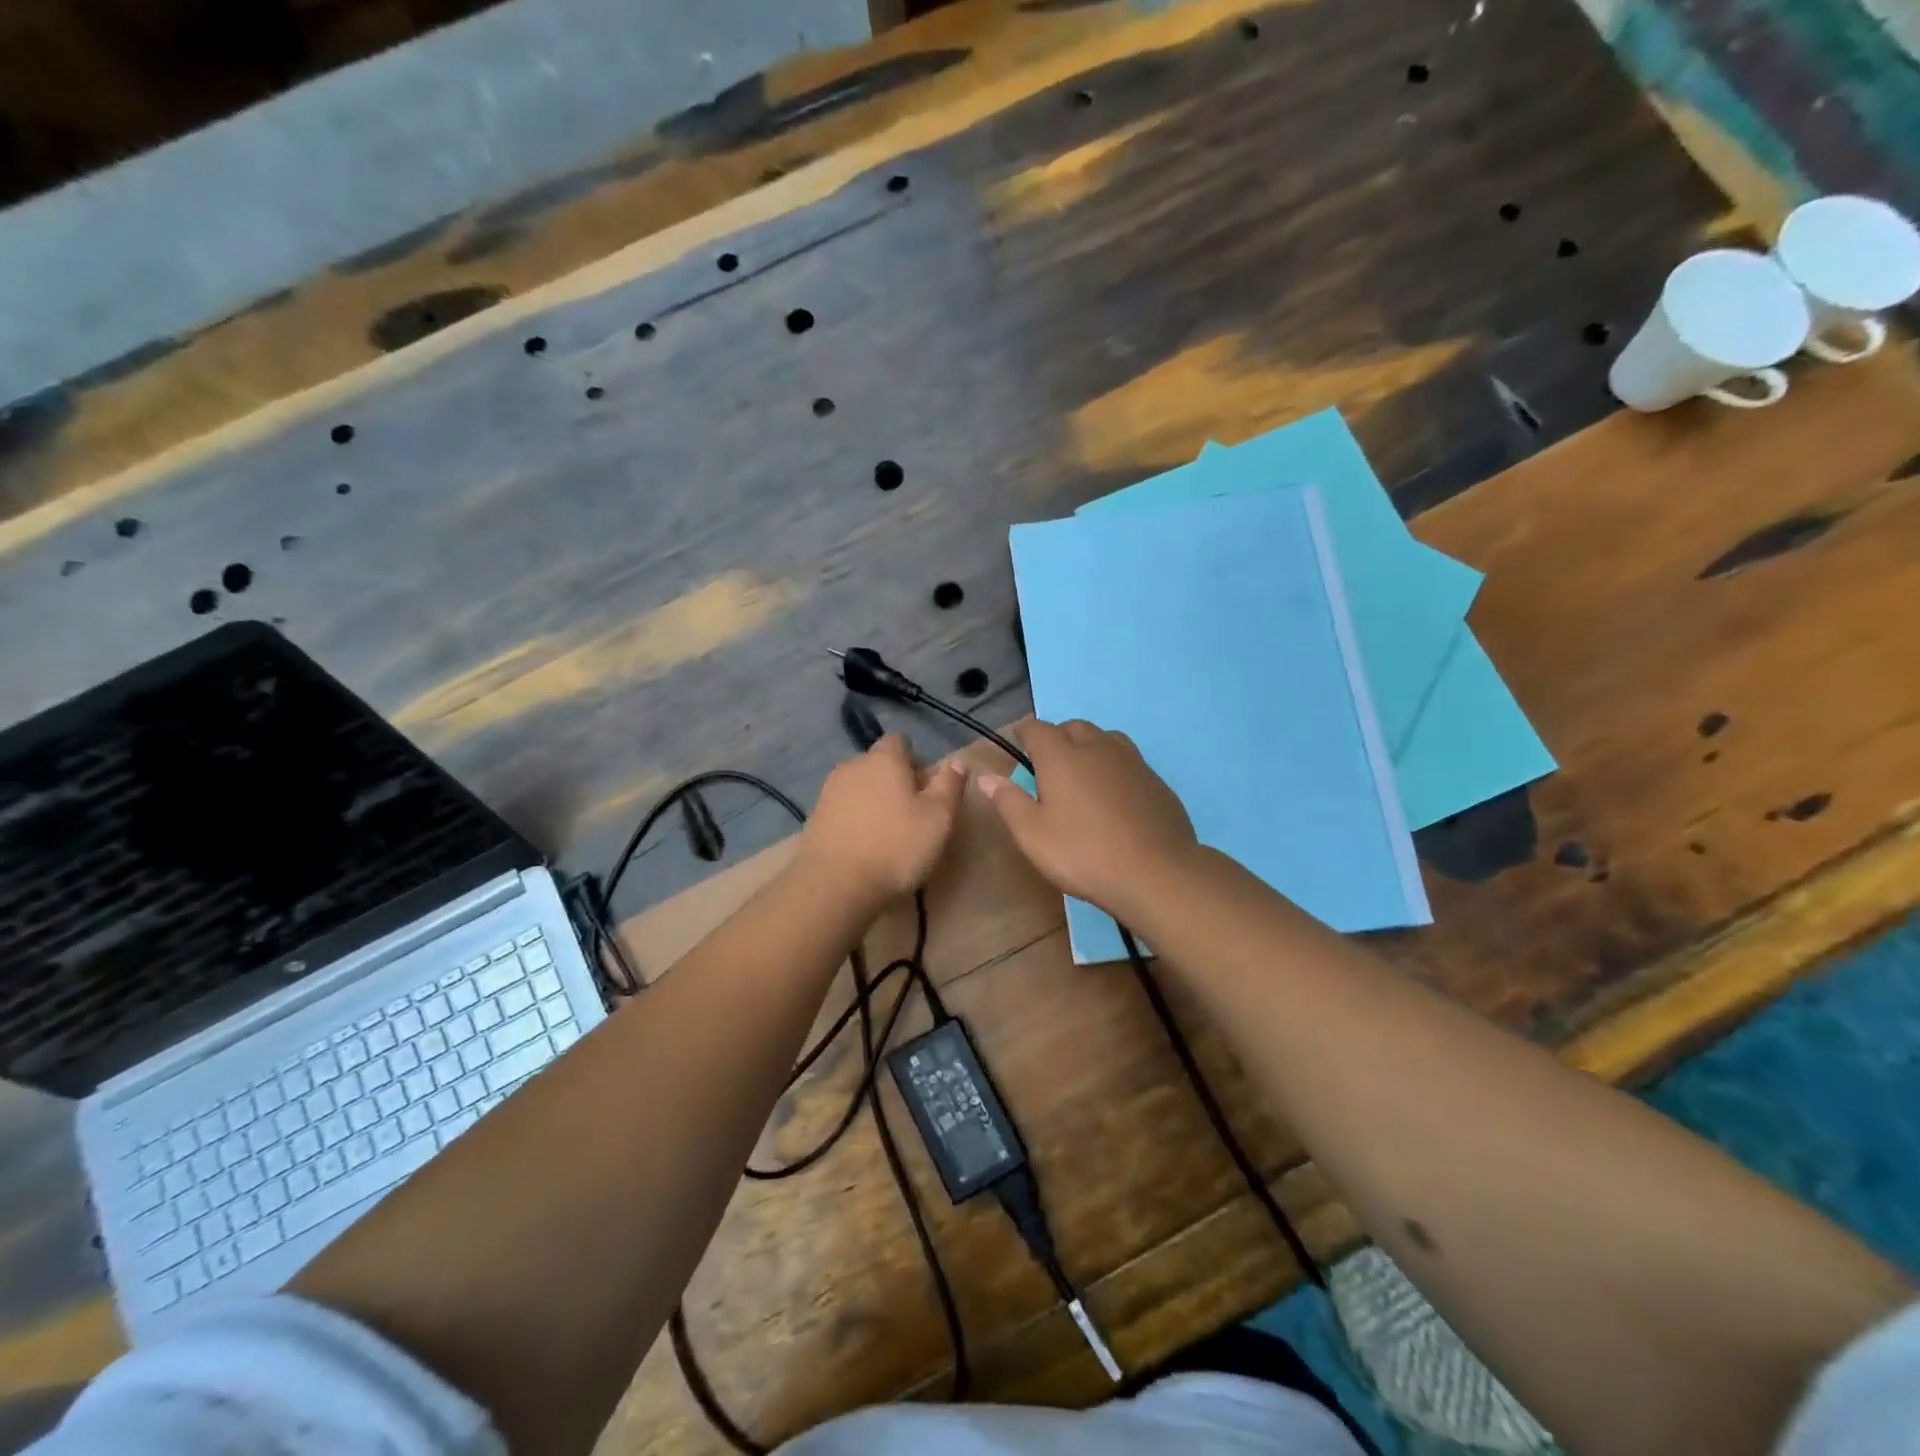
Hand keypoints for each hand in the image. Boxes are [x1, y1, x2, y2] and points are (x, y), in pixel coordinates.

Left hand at [801, 735, 967, 905]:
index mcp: (884, 759)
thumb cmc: (896, 846)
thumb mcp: (938, 818)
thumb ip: (949, 785)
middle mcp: (852, 766)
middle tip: (911, 812)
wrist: (835, 885)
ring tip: (887, 831)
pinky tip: (864, 845)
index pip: (899, 741)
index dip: (915, 760)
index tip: (925, 787)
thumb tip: (956, 761)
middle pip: (878, 764)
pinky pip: (842, 809)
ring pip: (858, 787)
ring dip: (873, 800)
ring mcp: (828, 792)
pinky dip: (854, 819)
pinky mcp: (814, 818)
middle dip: (894, 780)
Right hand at [976, 720, 1199, 921]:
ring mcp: (1131, 761)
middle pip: (1073, 727)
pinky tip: (1114, 795)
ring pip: (1105, 738)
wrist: (1155, 873)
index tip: (1018, 743)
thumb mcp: (1033, 834)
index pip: (1037, 728)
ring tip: (1082, 773)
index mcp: (1061, 756)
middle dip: (1057, 737)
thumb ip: (1008, 801)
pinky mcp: (1155, 780)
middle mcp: (1097, 747)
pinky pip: (1128, 760)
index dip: (1024, 732)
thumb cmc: (1083, 853)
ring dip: (1088, 746)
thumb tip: (986, 777)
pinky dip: (1114, 767)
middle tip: (1048, 764)